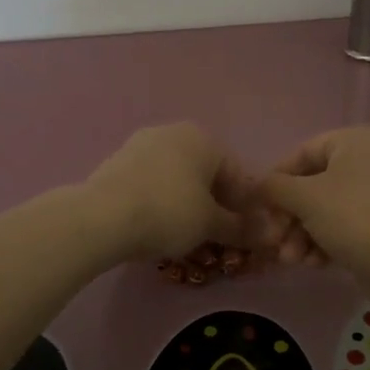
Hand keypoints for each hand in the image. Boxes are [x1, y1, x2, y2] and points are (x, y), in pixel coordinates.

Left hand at [83, 123, 256, 262]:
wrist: (102, 217)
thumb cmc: (169, 213)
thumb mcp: (211, 225)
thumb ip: (240, 227)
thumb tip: (267, 233)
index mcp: (203, 138)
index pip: (237, 173)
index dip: (245, 206)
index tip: (244, 233)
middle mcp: (173, 133)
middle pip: (206, 173)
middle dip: (215, 204)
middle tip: (216, 236)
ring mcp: (141, 145)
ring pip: (177, 178)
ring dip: (187, 203)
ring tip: (187, 235)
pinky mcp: (117, 163)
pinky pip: (151, 183)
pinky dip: (161, 202)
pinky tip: (158, 226)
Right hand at [259, 127, 369, 276]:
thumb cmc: (352, 217)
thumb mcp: (305, 197)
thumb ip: (275, 187)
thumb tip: (259, 185)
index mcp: (354, 141)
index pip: (302, 153)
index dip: (277, 181)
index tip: (261, 208)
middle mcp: (368, 161)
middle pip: (312, 185)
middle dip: (289, 218)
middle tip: (273, 241)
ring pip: (324, 210)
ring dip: (301, 235)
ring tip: (291, 260)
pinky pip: (341, 226)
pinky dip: (323, 243)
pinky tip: (313, 263)